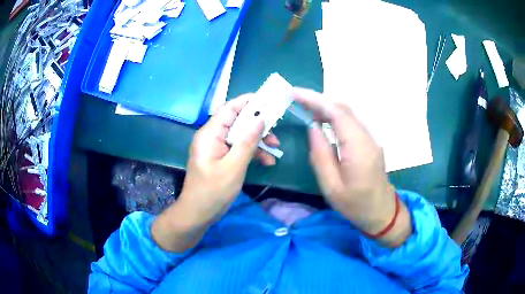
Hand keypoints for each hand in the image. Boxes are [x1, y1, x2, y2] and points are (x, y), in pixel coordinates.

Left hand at [152, 94, 279, 251]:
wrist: (198, 214)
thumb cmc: (213, 191)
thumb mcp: (233, 167)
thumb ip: (247, 141)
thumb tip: (261, 119)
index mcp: (210, 134)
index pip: (229, 109)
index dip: (248, 102)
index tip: (268, 100)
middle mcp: (211, 137)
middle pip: (237, 122)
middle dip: (257, 126)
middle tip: (276, 131)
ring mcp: (216, 148)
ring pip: (240, 136)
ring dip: (258, 141)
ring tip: (275, 150)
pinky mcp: (220, 158)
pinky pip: (237, 149)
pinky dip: (251, 153)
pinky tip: (266, 162)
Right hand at [294, 88, 411, 246]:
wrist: (381, 211)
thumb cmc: (355, 204)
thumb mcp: (331, 186)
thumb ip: (320, 155)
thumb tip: (312, 128)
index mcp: (358, 147)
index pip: (336, 113)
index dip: (314, 99)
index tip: (294, 93)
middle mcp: (367, 137)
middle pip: (343, 108)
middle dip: (318, 99)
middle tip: (296, 99)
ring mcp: (370, 138)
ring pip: (348, 113)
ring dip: (326, 106)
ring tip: (305, 108)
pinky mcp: (370, 142)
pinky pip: (351, 122)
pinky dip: (334, 116)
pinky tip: (323, 122)